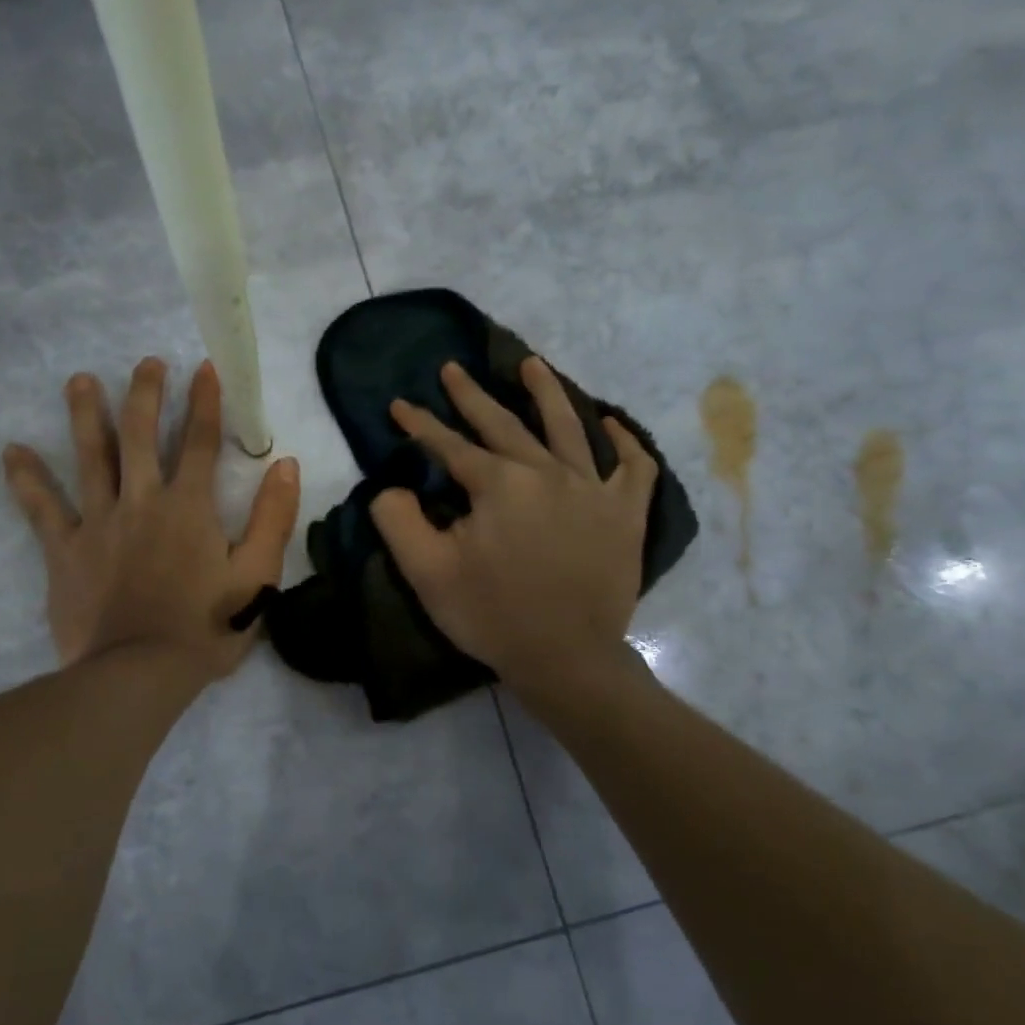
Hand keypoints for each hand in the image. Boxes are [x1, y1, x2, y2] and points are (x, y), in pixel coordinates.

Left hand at [3, 358, 300, 682]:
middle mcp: (142, 501)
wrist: (140, 673)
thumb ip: (273, 518)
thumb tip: (286, 464)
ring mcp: (99, 523)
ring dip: (86, 415)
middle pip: (141, 435)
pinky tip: (11, 452)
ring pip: (90, 457)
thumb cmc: (206, 628)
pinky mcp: (66, 550)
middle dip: (146, 394)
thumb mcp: (258, 577)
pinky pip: (42, 509)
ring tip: (79, 380)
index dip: (206, 403)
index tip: (205, 368)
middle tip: (146, 363)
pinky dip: (27, 480)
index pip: (200, 442)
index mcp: (189, 508)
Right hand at [369, 357, 656, 695]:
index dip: (420, 425)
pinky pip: (633, 467)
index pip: (450, 445)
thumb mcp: (427, 572)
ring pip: (569, 427)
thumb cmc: (492, 616)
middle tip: (452, 368)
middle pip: (504, 424)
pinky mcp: (625, 514)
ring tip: (532, 365)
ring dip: (548, 392)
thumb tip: (391, 487)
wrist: (566, 659)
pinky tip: (611, 424)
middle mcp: (547, 472)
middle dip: (471, 395)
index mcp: (499, 484)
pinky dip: (625, 442)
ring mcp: (593, 489)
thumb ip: (398, 520)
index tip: (399, 405)